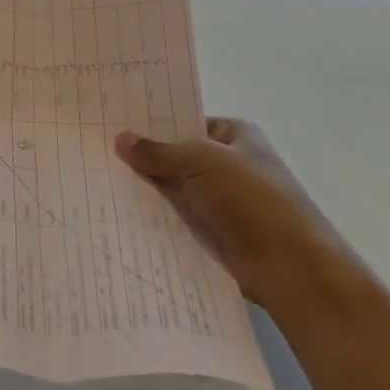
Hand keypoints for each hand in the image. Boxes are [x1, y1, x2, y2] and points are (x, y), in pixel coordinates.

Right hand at [114, 118, 346, 305]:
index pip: (186, 120)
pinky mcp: (216, 232)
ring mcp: (223, 199)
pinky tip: (120, 209)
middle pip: (177, 154)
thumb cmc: (251, 199)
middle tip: (97, 147)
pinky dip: (156, 214)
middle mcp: (230, 164)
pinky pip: (178, 216)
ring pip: (174, 187)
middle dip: (144, 155)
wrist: (292, 269)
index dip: (153, 121)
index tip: (113, 120)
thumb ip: (158, 152)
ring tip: (99, 176)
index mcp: (235, 135)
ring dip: (147, 187)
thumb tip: (120, 139)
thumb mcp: (199, 161)